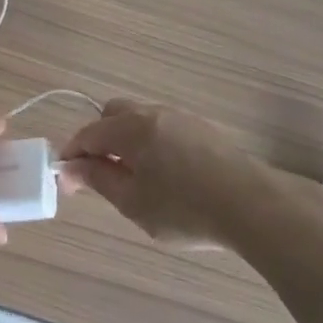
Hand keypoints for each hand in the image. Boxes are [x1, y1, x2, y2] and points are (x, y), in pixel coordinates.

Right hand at [60, 98, 279, 250]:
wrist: (254, 207)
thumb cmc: (185, 209)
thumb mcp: (133, 202)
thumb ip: (99, 180)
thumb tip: (71, 168)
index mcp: (131, 127)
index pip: (88, 132)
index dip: (73, 154)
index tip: (68, 180)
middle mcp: (154, 112)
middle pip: (114, 114)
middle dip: (100, 139)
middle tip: (103, 174)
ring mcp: (182, 118)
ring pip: (141, 120)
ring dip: (128, 141)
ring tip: (136, 178)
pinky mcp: (205, 129)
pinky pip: (164, 128)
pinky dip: (152, 144)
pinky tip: (167, 176)